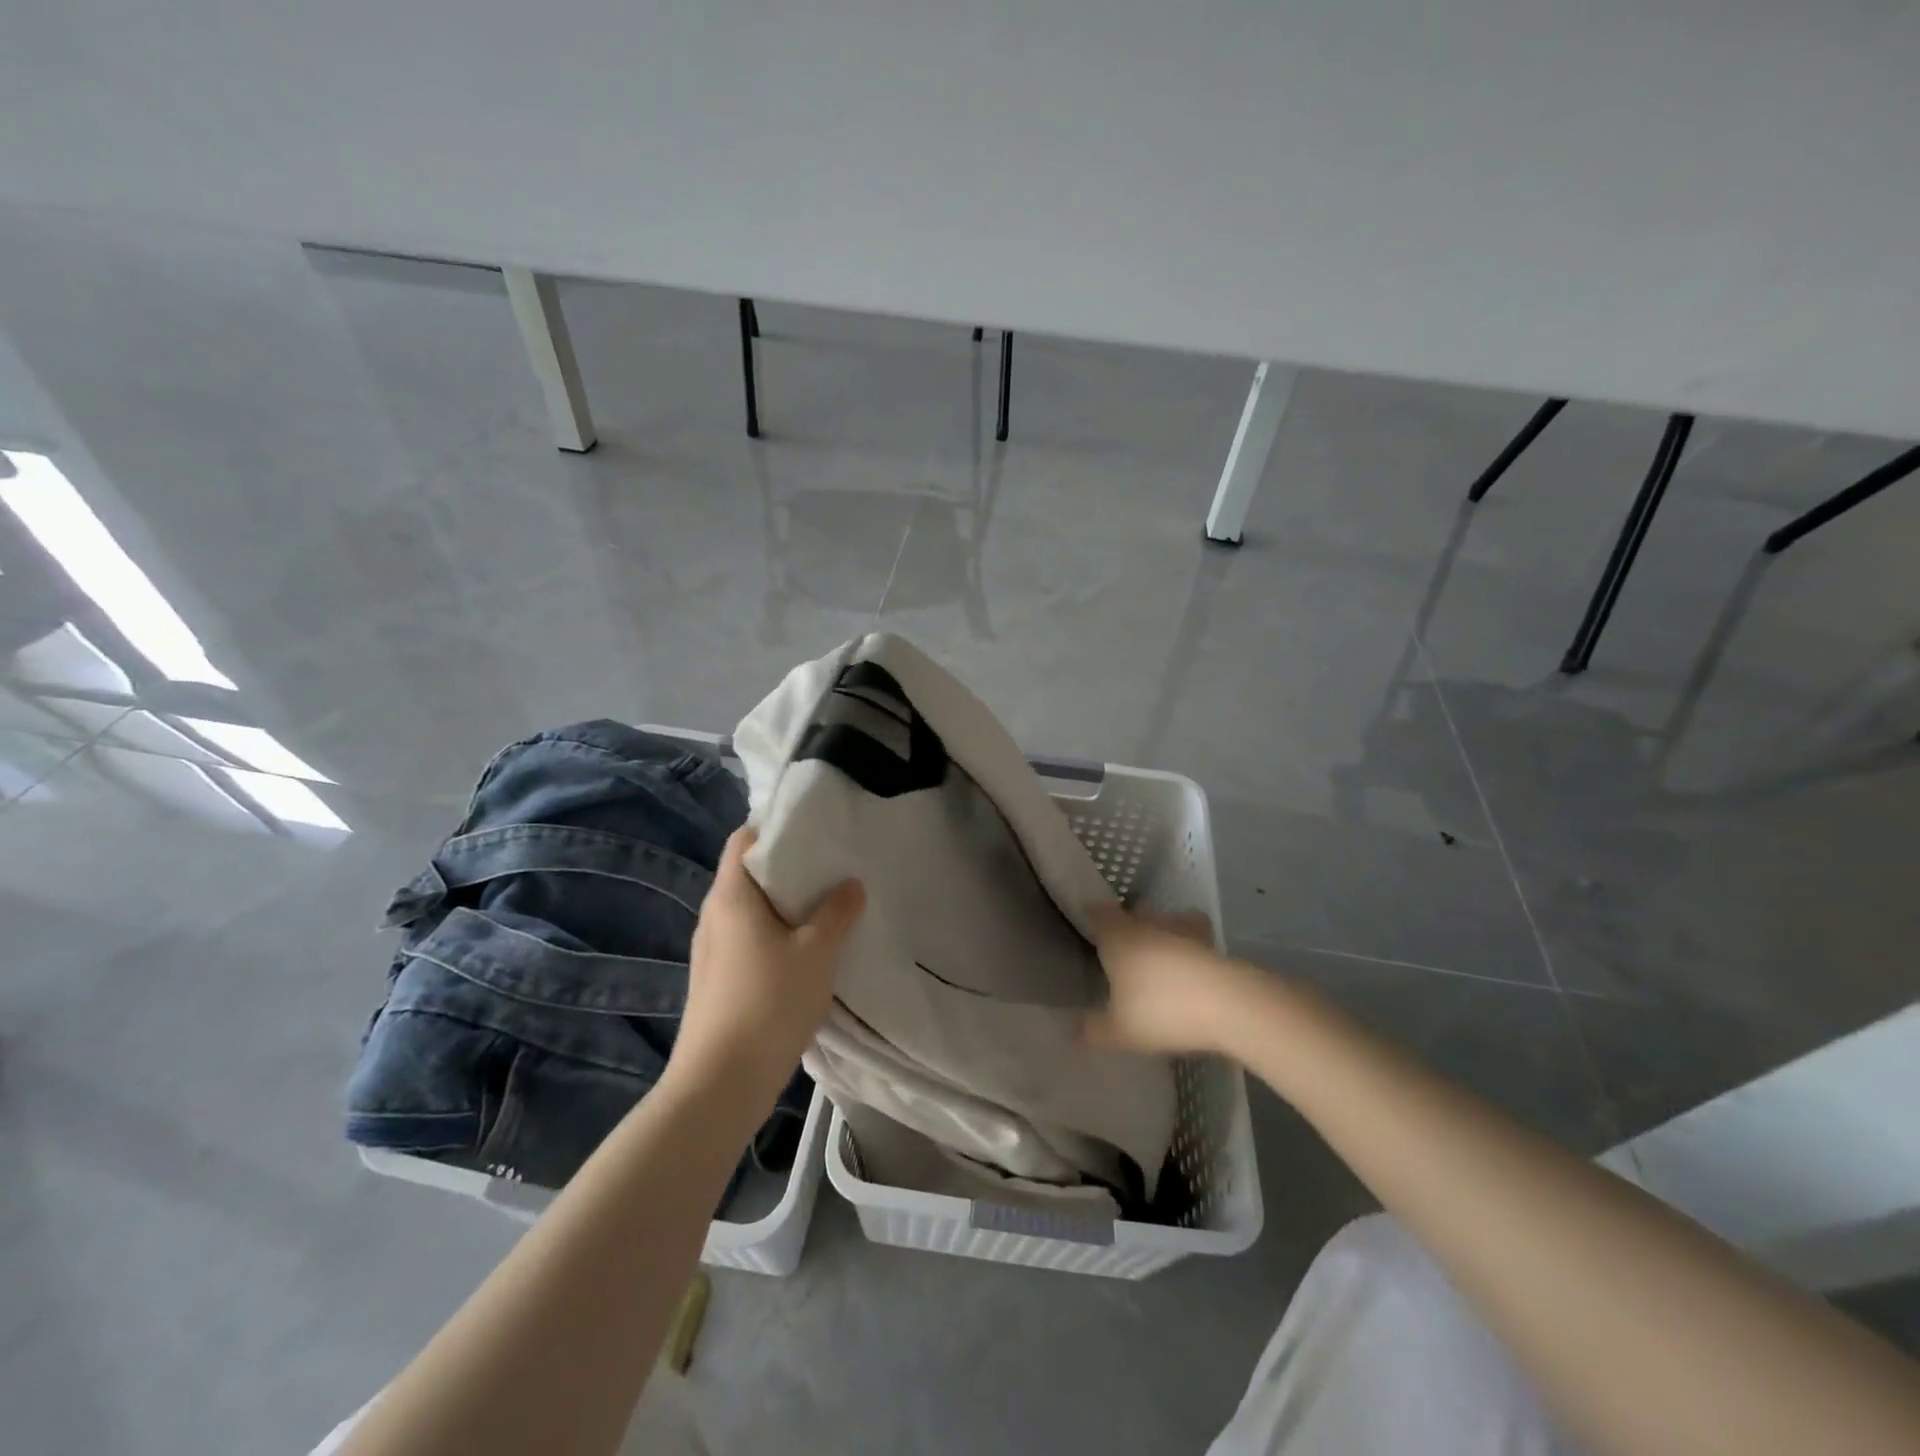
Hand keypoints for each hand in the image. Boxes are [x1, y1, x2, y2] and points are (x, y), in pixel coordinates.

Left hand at [673, 828, 864, 1104]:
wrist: (720, 1084)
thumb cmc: (769, 1003)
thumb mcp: (816, 953)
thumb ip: (836, 912)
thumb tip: (850, 884)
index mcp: (731, 896)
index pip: (744, 840)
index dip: (775, 829)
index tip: (815, 832)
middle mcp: (714, 916)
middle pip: (749, 875)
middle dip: (789, 870)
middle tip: (832, 870)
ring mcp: (712, 951)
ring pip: (751, 912)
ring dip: (785, 908)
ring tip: (828, 909)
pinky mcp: (717, 981)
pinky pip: (749, 941)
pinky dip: (776, 937)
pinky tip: (807, 954)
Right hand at [1081, 905, 1268, 1056]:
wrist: (1231, 1005)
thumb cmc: (1162, 1010)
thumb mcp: (1120, 1030)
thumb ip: (1093, 1030)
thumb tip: (1072, 1029)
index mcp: (1119, 937)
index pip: (1099, 913)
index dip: (1093, 915)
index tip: (1088, 922)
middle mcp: (1149, 926)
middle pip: (1134, 915)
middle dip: (1128, 925)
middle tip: (1120, 945)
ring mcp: (1184, 933)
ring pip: (1167, 922)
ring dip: (1161, 933)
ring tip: (1158, 956)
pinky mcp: (1213, 948)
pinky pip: (1193, 941)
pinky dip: (1188, 951)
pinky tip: (1188, 971)